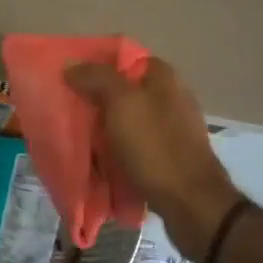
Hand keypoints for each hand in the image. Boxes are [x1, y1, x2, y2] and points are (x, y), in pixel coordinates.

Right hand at [64, 56, 241, 260]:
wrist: (192, 204)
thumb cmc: (155, 146)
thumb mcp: (121, 102)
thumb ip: (96, 77)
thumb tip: (71, 65)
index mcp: (163, 76)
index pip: (122, 58)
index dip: (95, 66)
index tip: (70, 80)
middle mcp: (172, 96)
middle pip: (124, 89)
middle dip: (97, 99)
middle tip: (72, 111)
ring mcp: (174, 127)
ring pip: (129, 118)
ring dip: (107, 127)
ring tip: (82, 138)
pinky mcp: (172, 155)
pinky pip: (138, 144)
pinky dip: (121, 149)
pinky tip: (104, 160)